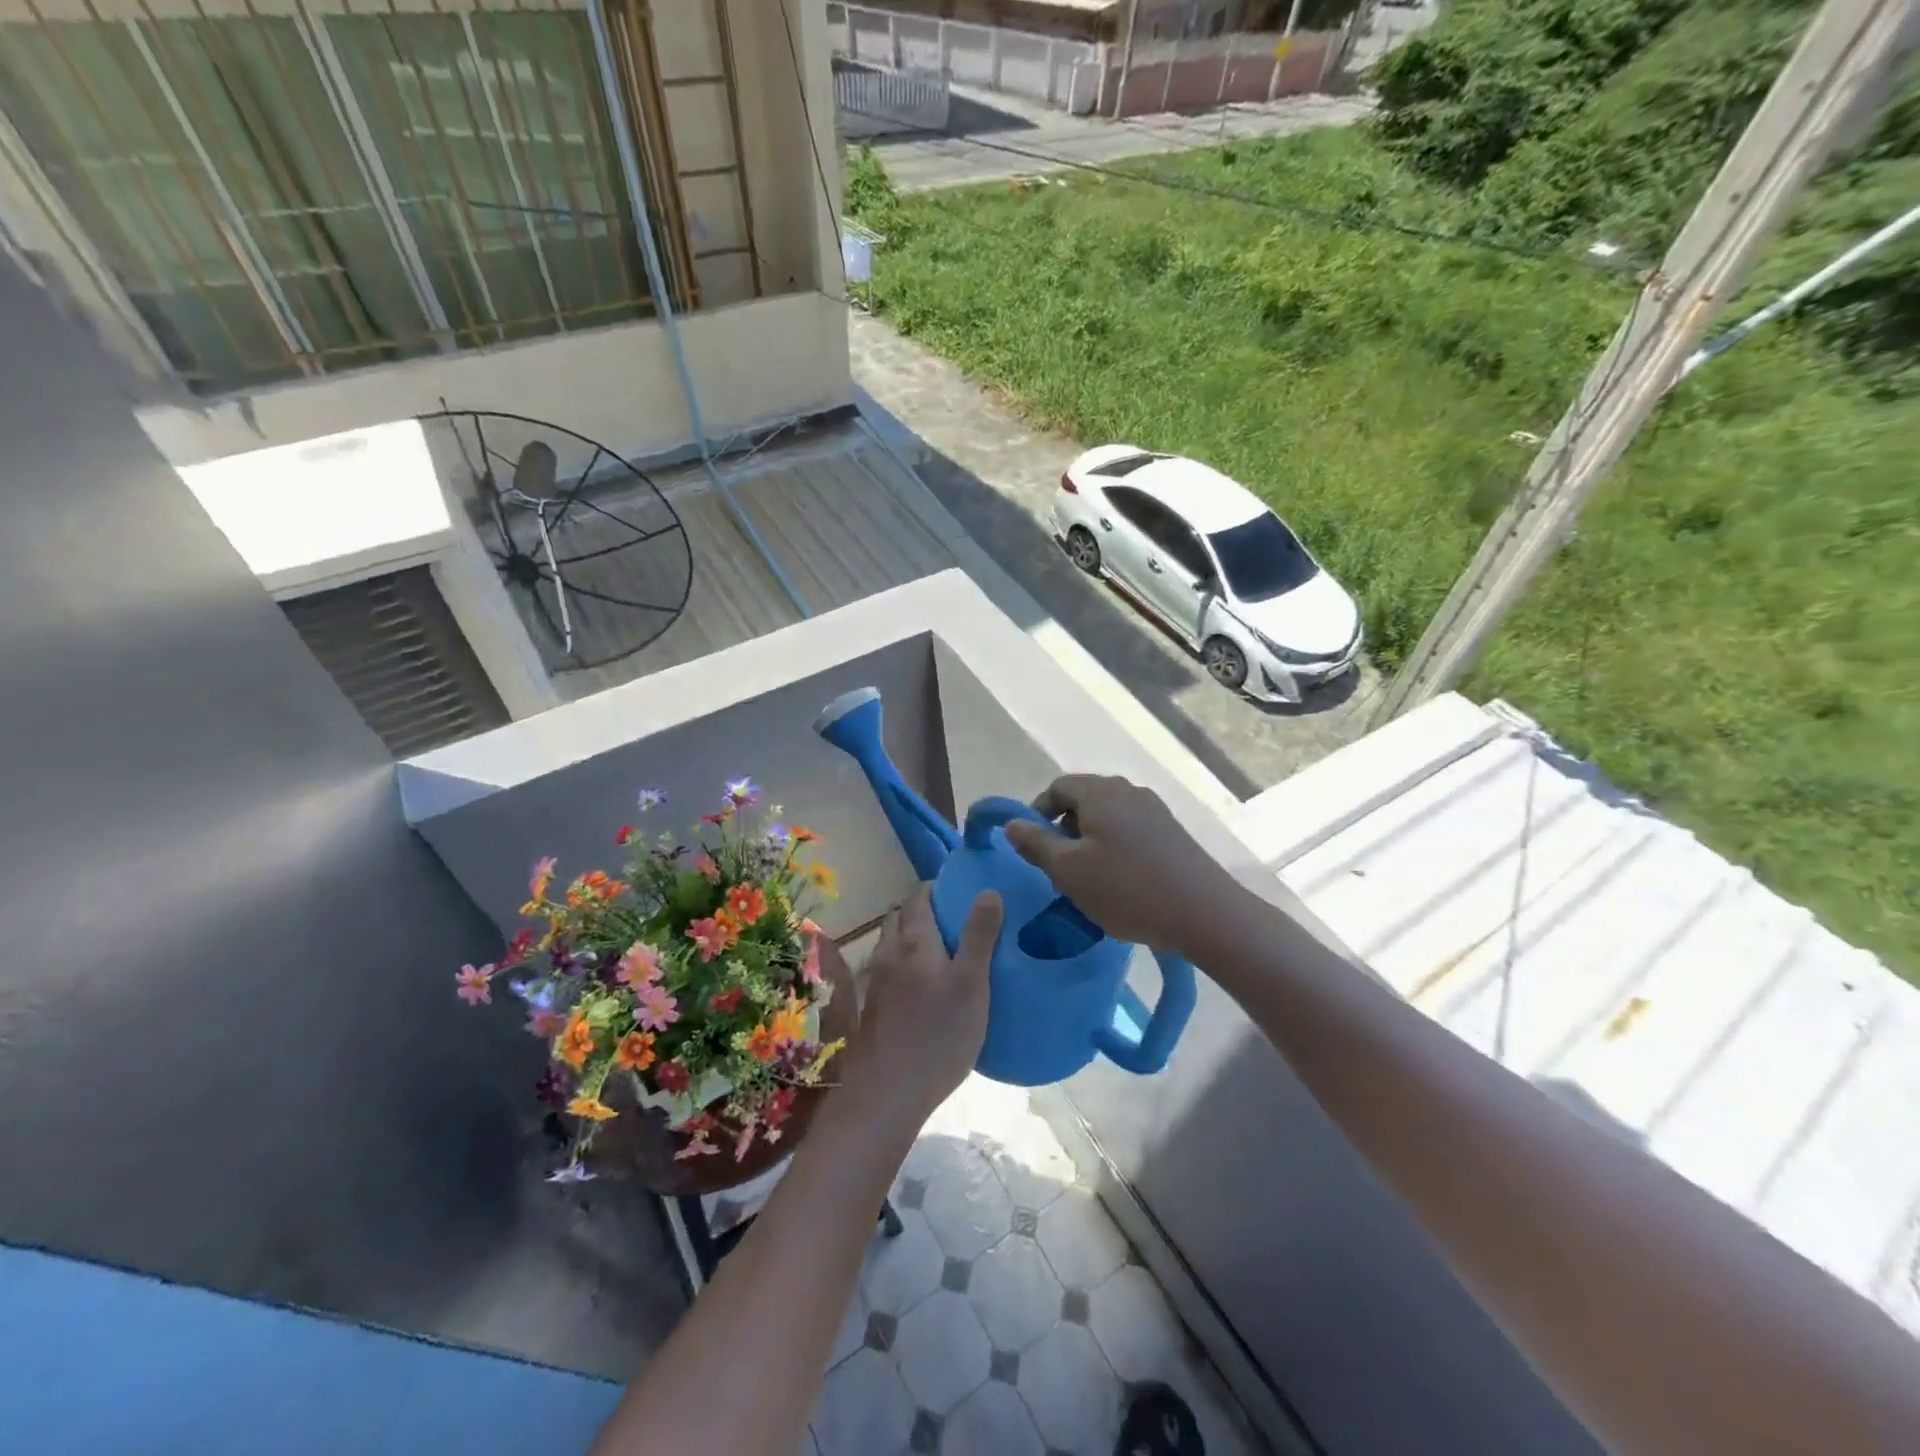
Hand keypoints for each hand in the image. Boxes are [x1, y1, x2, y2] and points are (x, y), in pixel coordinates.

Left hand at [838, 885, 1002, 1127]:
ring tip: (946, 951)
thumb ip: (979, 936)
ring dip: (914, 937)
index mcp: (913, 941)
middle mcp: (889, 953)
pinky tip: (928, 986)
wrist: (888, 1093)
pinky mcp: (875, 1007)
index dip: (937, 889)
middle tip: (957, 920)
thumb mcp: (971, 983)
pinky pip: (891, 969)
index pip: (919, 897)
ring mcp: (878, 981)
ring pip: (894, 944)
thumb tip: (988, 891)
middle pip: (901, 917)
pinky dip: (908, 963)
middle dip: (924, 910)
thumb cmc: (938, 1034)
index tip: (961, 892)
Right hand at [1003, 774, 1236, 957]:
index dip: (1037, 812)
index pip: (1058, 787)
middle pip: (1083, 799)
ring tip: (1087, 879)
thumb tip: (1012, 823)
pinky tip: (1119, 882)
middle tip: (1057, 867)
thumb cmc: (1127, 889)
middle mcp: (1128, 791)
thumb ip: (1036, 844)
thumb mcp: (1068, 871)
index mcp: (1100, 792)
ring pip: (1108, 817)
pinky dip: (1114, 848)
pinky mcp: (1172, 833)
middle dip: (1064, 829)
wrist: (1204, 913)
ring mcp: (1155, 810)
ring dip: (1089, 841)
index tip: (1032, 845)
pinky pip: (1130, 831)